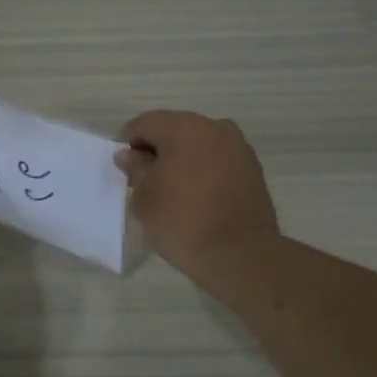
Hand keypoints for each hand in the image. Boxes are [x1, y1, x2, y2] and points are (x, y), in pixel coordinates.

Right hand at [115, 110, 280, 284]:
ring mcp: (239, 148)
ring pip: (199, 144)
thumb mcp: (144, 197)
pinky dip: (204, 170)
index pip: (146, 123)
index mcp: (184, 128)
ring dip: (182, 158)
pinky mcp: (253, 169)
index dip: (128, 141)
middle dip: (157, 148)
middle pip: (175, 129)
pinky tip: (196, 194)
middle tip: (144, 176)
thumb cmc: (182, 221)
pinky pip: (218, 160)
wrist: (240, 254)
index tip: (123, 164)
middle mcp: (215, 128)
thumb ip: (136, 169)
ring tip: (171, 187)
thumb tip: (130, 155)